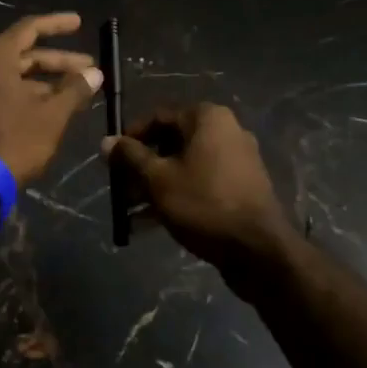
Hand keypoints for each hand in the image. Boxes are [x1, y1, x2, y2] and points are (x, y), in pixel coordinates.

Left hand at [0, 13, 102, 182]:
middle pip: (26, 52)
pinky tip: (56, 104)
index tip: (80, 23)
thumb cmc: (14, 139)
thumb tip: (95, 73)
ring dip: (48, 79)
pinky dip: (31, 91)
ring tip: (79, 90)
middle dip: (60, 60)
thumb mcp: (52, 114)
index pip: (31, 27)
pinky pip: (7, 87)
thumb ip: (75, 89)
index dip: (58, 24)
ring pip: (18, 73)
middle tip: (90, 68)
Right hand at [102, 104, 300, 289]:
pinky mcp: (241, 188)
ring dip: (156, 186)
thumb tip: (107, 141)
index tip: (112, 160)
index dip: (131, 137)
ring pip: (185, 166)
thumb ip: (131, 157)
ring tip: (131, 212)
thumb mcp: (158, 179)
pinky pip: (201, 183)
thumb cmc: (204, 203)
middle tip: (120, 188)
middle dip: (142, 167)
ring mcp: (237, 160)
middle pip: (171, 142)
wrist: (259, 251)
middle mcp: (226, 131)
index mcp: (208, 118)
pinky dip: (178, 196)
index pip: (158, 117)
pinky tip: (152, 223)